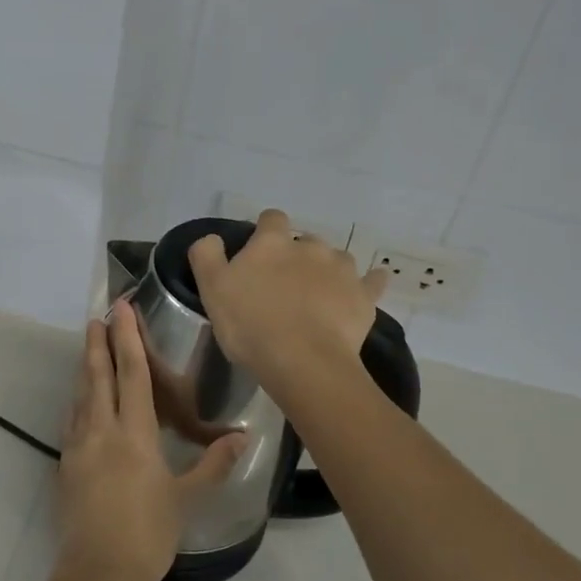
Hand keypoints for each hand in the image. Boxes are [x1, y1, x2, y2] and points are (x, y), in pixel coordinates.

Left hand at [56, 301, 244, 580]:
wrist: (99, 573)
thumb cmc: (149, 533)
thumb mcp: (186, 498)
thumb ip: (212, 464)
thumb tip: (242, 438)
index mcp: (134, 433)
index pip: (132, 374)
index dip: (128, 339)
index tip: (121, 310)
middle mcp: (102, 430)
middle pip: (98, 375)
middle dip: (98, 343)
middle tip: (97, 316)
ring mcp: (78, 447)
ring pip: (81, 395)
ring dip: (85, 368)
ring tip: (88, 347)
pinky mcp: (65, 465)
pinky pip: (72, 421)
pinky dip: (78, 401)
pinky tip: (80, 401)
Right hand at [187, 209, 386, 392]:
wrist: (303, 362)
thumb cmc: (251, 324)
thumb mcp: (212, 288)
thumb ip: (206, 255)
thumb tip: (212, 237)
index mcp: (273, 242)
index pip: (272, 219)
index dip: (265, 232)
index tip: (258, 253)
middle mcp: (311, 246)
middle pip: (305, 240)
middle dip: (297, 255)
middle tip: (284, 284)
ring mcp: (342, 269)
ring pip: (337, 259)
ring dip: (328, 270)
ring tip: (318, 296)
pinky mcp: (364, 296)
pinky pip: (373, 281)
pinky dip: (370, 282)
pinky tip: (367, 288)